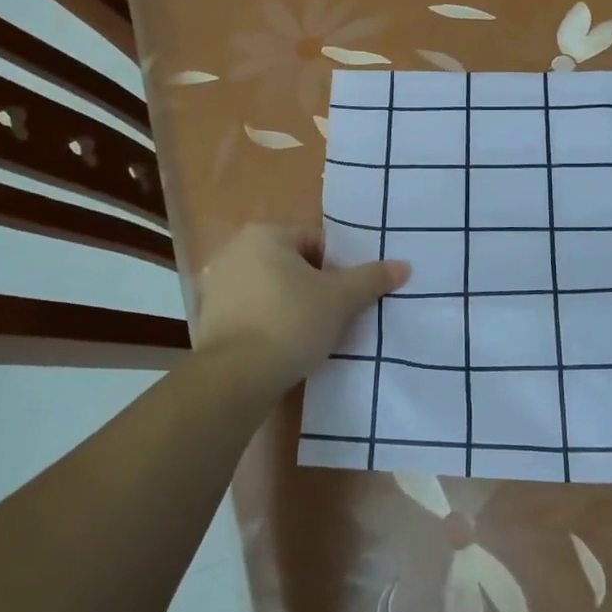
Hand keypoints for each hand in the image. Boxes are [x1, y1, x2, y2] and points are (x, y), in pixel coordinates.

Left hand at [192, 224, 409, 395]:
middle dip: (313, 286)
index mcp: (265, 234)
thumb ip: (371, 278)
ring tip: (310, 333)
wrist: (235, 377)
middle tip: (333, 315)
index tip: (347, 296)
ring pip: (270, 287)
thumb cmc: (290, 323)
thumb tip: (403, 265)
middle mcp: (235, 250)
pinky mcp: (208, 317)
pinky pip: (251, 311)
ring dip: (290, 304)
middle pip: (292, 263)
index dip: (338, 268)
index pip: (316, 242)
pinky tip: (282, 345)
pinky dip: (267, 322)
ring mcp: (217, 284)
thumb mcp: (340, 299)